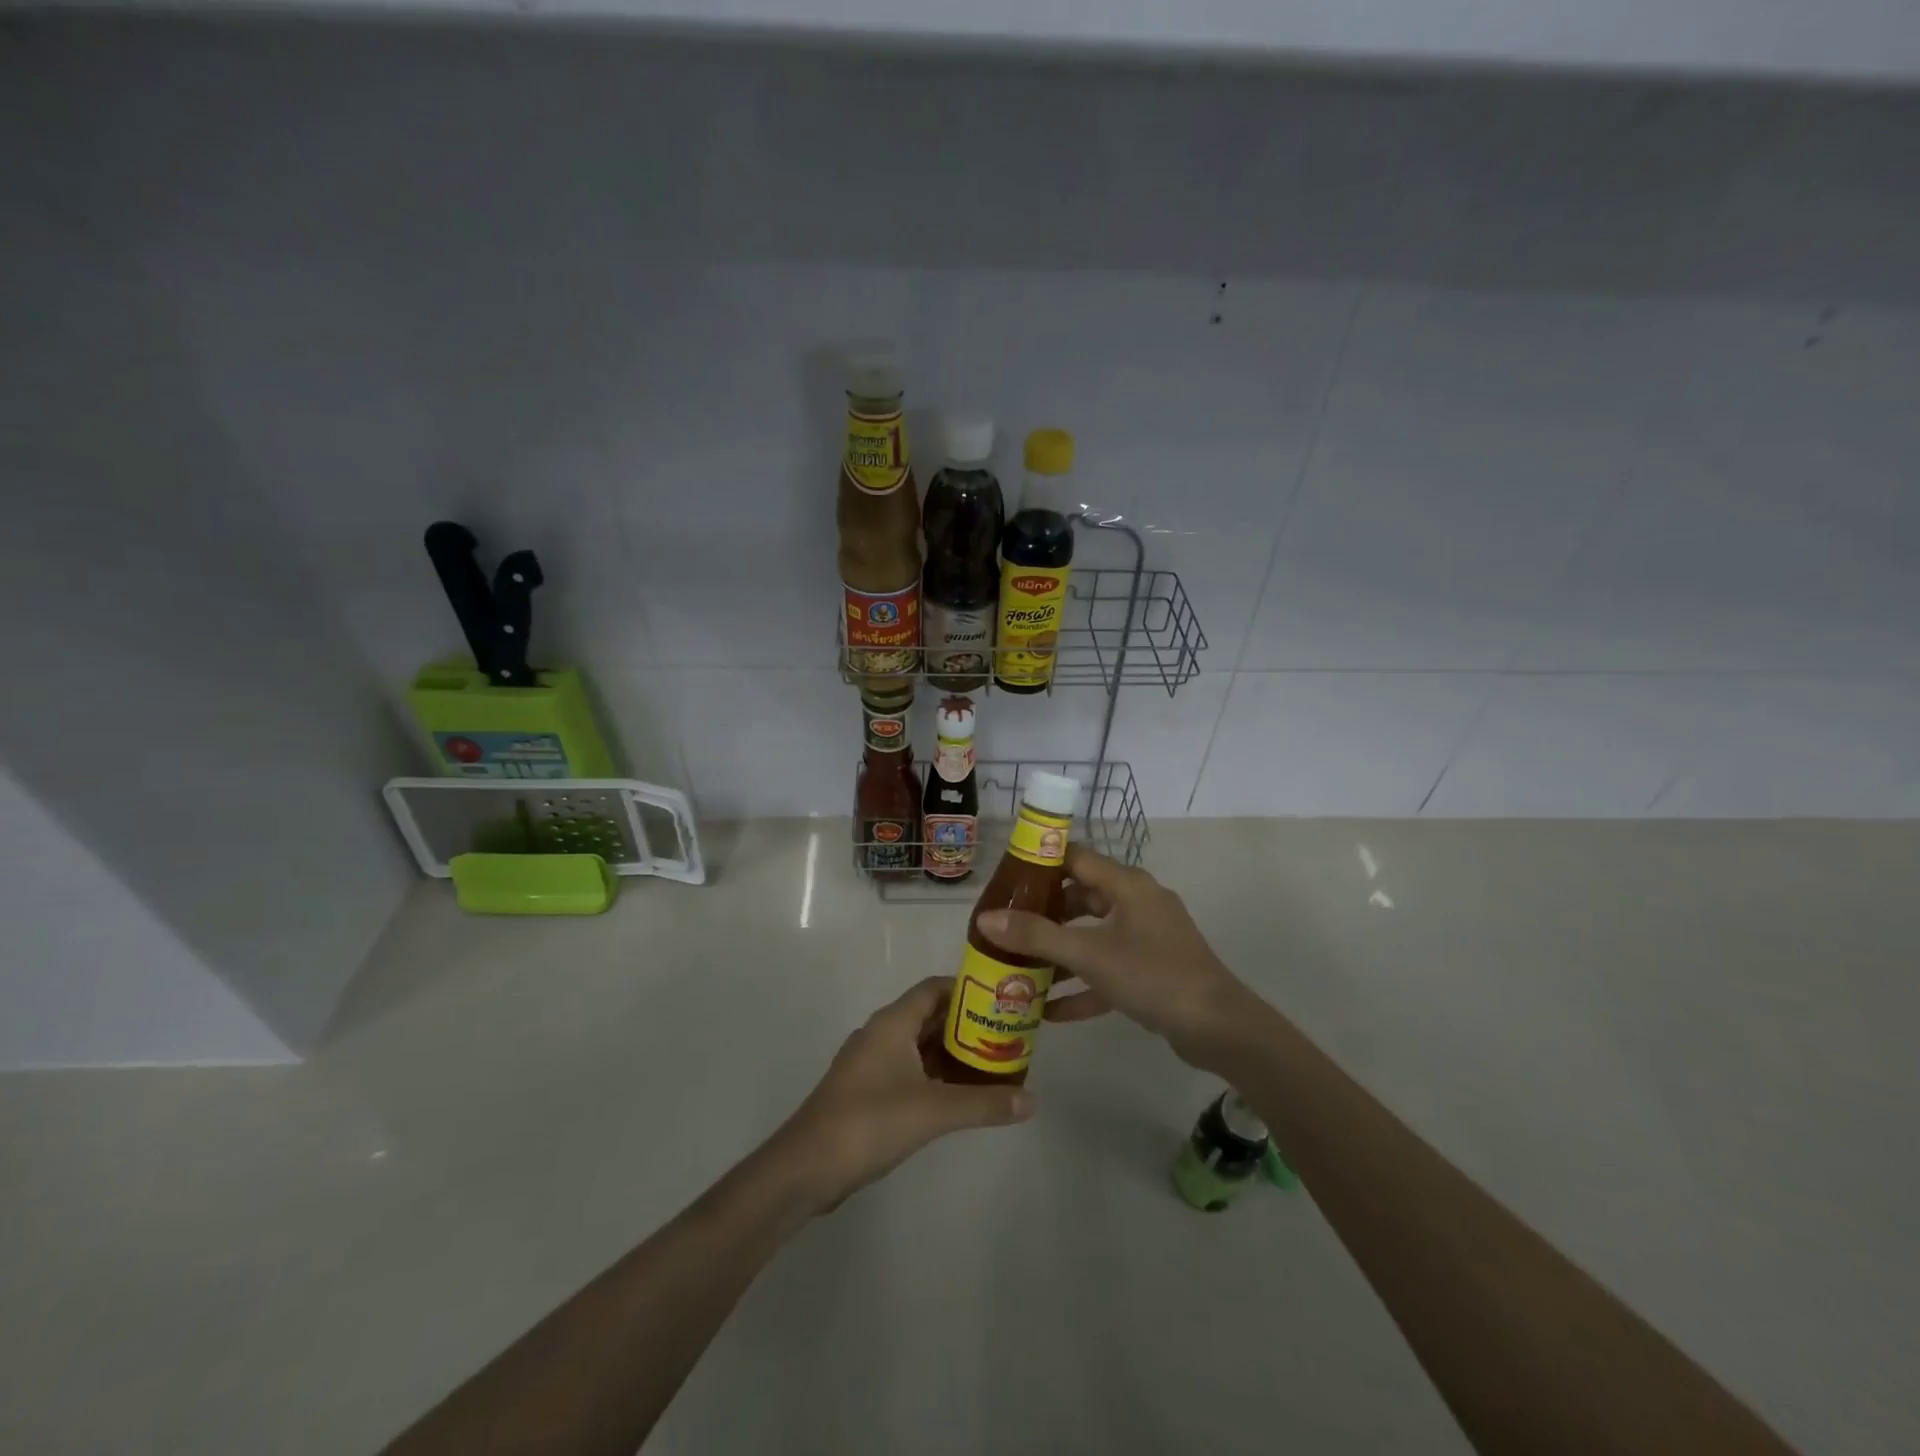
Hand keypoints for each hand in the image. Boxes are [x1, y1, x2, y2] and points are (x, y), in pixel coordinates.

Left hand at [771, 977, 1032, 1211]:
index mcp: (892, 1023)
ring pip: (920, 1046)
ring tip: (994, 1063)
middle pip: (930, 1016)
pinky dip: (936, 1076)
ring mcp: (872, 1064)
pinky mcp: (868, 1092)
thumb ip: (983, 1103)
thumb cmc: (869, 1122)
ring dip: (953, 1053)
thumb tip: (1032, 1101)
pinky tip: (961, 1095)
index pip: (934, 988)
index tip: (1002, 1000)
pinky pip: (910, 1071)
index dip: (968, 989)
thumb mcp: (933, 1111)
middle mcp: (881, 1034)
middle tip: (1007, 1035)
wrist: (807, 1167)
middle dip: (967, 1024)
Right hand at [975, 846, 1259, 1066]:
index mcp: (1127, 885)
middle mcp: (1137, 902)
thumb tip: (986, 919)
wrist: (1219, 1029)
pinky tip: (1050, 1011)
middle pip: (1081, 898)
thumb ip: (1036, 937)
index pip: (1076, 858)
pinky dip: (1083, 984)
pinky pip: (1109, 968)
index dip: (1041, 864)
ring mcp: (1148, 937)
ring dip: (1060, 953)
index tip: (1005, 880)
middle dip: (1044, 914)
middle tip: (1006, 927)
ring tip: (1019, 968)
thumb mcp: (1089, 955)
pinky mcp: (1153, 969)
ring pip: (1093, 936)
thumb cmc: (1152, 976)